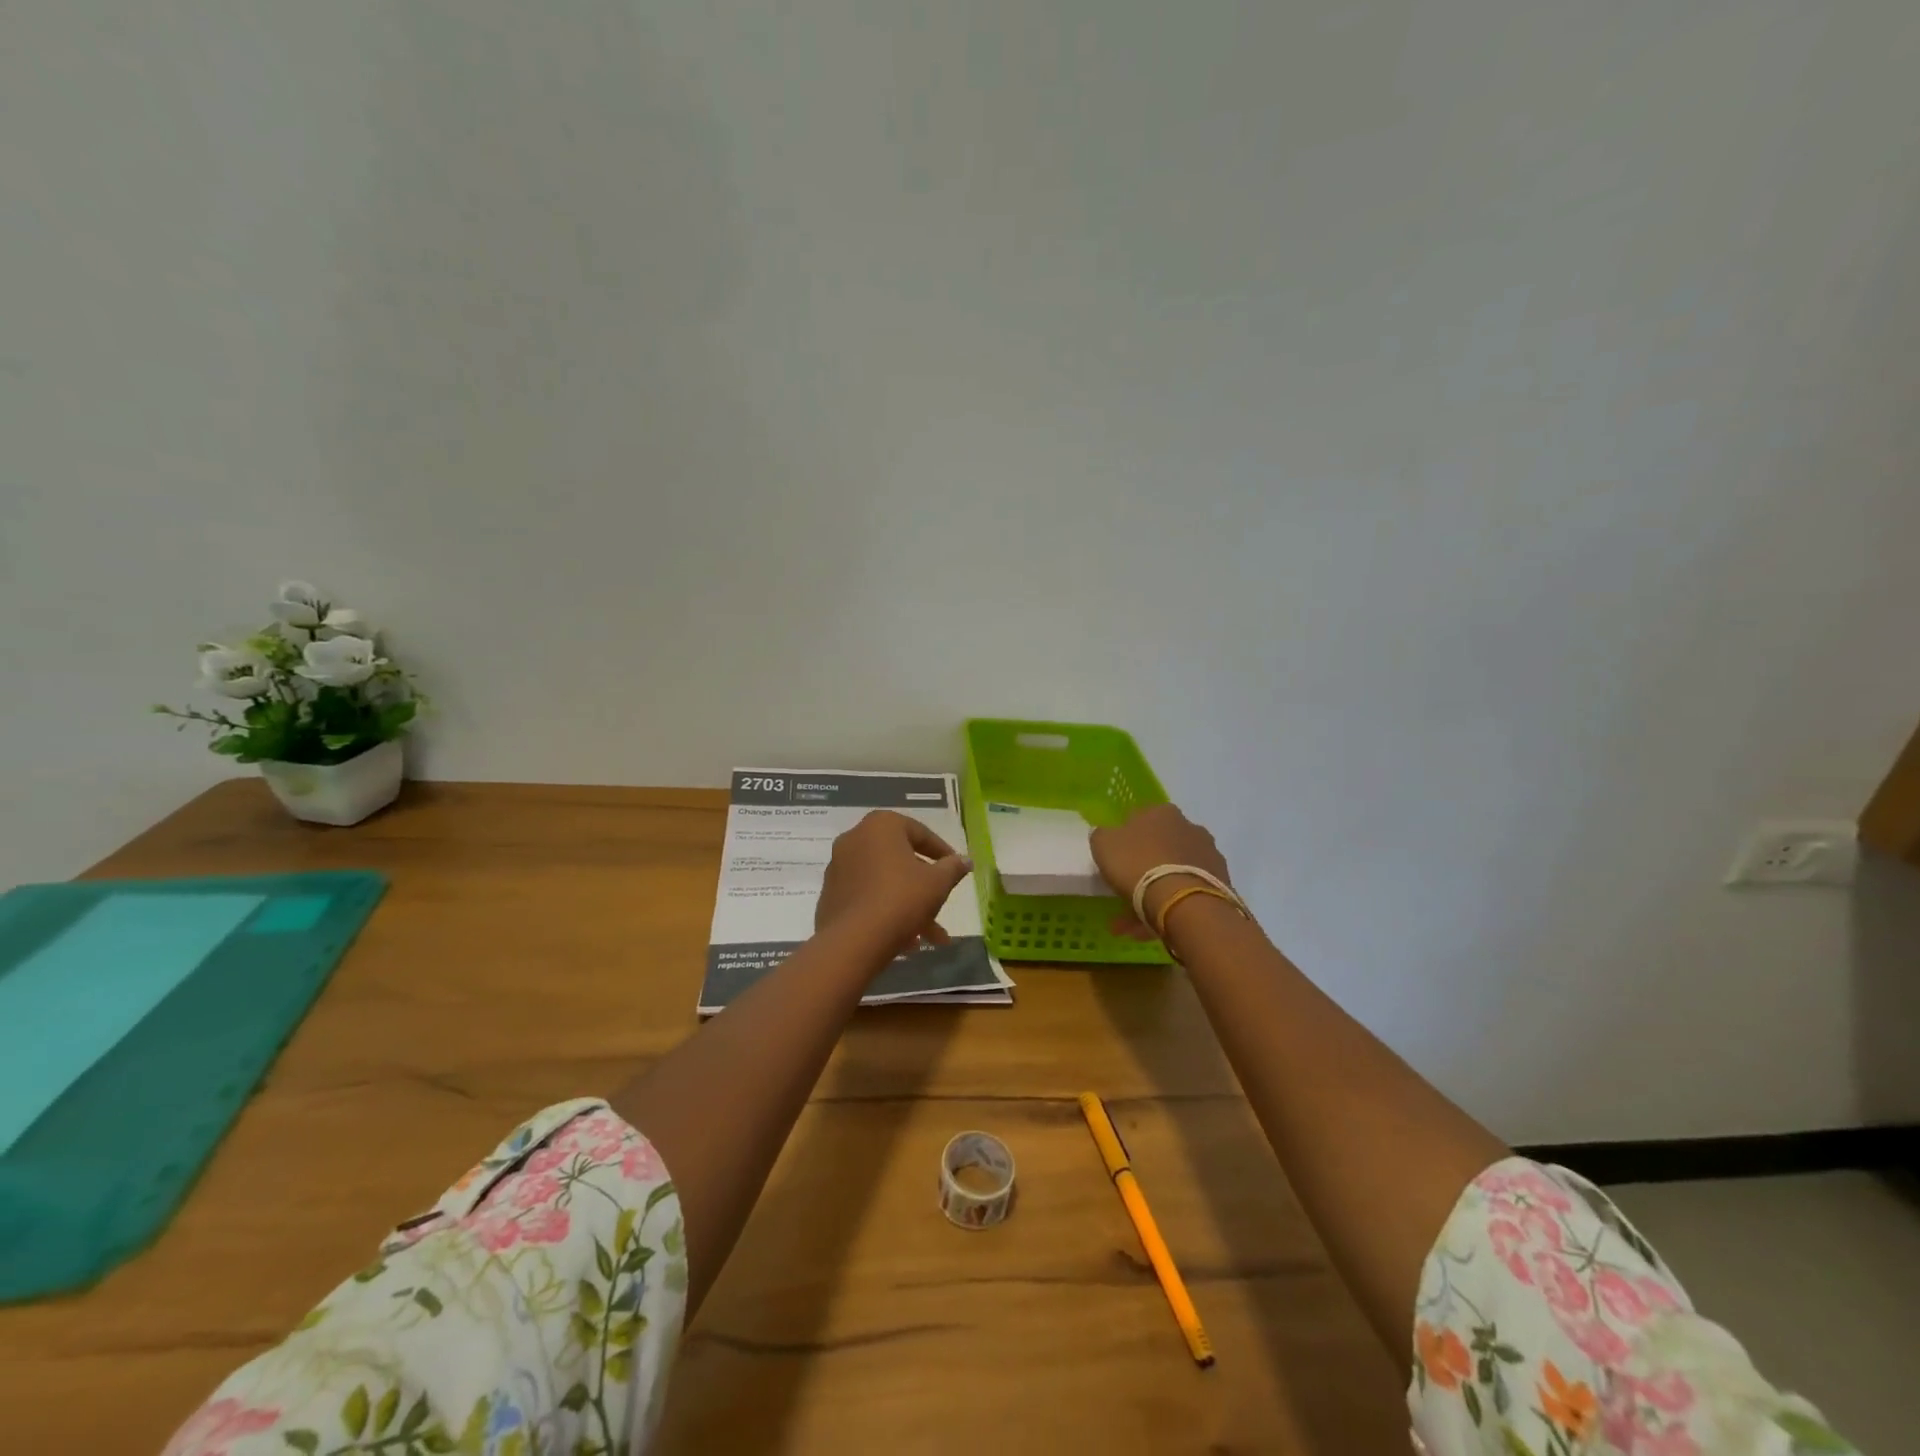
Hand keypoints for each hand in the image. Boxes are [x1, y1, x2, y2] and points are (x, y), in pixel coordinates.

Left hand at [816, 810, 971, 956]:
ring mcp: (838, 868)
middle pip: (900, 860)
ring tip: (931, 937)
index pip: (919, 833)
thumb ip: (953, 868)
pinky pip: (866, 898)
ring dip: (909, 905)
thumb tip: (965, 860)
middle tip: (943, 904)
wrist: (853, 942)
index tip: (956, 869)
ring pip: (884, 883)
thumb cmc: (901, 899)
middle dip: (925, 886)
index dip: (942, 852)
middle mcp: (854, 839)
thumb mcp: (937, 883)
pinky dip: (886, 912)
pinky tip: (906, 941)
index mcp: (880, 826)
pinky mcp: (830, 896)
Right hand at [1089, 803, 1232, 930]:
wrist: (1184, 902)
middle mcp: (1190, 827)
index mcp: (1162, 812)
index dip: (1124, 840)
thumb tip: (1108, 835)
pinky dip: (1170, 907)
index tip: (1115, 862)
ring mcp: (1208, 855)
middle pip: (1158, 848)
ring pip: (1172, 874)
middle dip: (1140, 871)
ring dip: (1154, 894)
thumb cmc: (1138, 865)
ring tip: (1134, 925)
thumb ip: (1103, 835)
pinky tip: (1154, 928)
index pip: (1139, 819)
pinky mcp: (1220, 883)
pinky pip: (1186, 893)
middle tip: (1123, 895)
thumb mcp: (1103, 845)